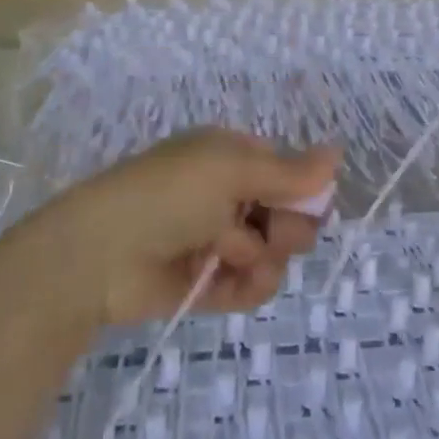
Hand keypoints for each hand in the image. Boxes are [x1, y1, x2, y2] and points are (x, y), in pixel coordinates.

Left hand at [26, 129, 340, 328]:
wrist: (100, 255)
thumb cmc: (168, 194)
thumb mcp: (231, 170)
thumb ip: (290, 171)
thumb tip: (338, 152)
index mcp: (231, 158)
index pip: (288, 172)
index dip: (304, 190)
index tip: (308, 203)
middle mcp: (228, 196)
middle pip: (289, 214)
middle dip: (287, 226)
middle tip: (267, 230)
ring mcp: (219, 241)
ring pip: (275, 253)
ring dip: (264, 257)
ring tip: (230, 254)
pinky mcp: (210, 283)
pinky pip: (253, 286)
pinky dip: (249, 285)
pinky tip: (230, 279)